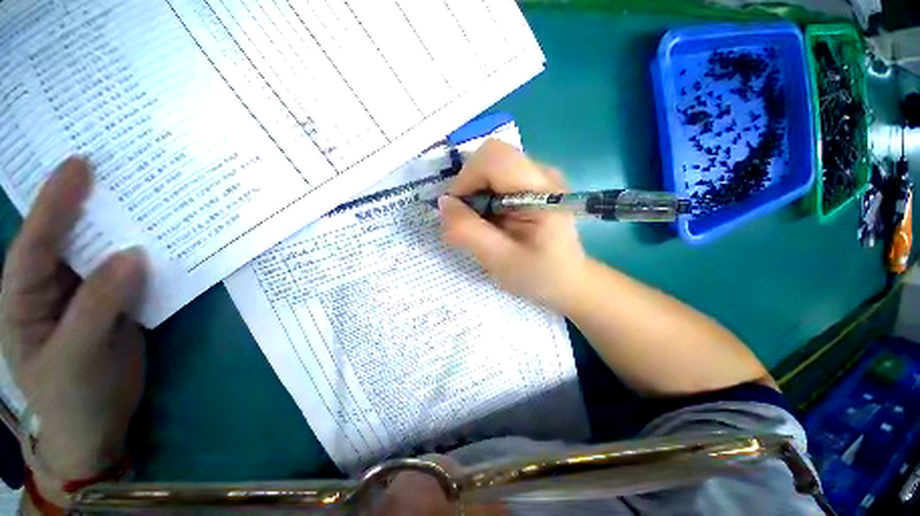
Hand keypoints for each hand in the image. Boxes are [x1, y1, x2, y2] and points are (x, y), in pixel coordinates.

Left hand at [0, 157, 146, 480]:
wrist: (98, 426)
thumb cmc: (73, 397)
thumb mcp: (78, 355)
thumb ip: (99, 304)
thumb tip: (134, 255)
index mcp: (25, 297)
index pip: (36, 242)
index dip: (56, 202)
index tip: (82, 165)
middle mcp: (54, 286)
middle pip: (69, 237)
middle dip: (88, 202)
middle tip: (116, 169)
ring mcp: (88, 295)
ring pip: (103, 252)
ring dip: (123, 227)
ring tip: (143, 197)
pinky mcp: (117, 303)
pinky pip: (130, 272)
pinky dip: (146, 255)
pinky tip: (161, 241)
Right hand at [439, 139, 586, 311]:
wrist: (568, 281)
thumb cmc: (539, 276)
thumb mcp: (500, 260)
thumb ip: (469, 232)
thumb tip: (443, 203)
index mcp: (542, 192)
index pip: (494, 157)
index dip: (466, 178)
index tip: (457, 210)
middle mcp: (542, 174)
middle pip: (490, 159)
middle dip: (469, 187)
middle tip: (469, 221)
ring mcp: (538, 178)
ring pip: (491, 169)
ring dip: (476, 195)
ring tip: (482, 225)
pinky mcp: (532, 186)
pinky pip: (497, 180)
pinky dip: (484, 198)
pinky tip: (492, 221)